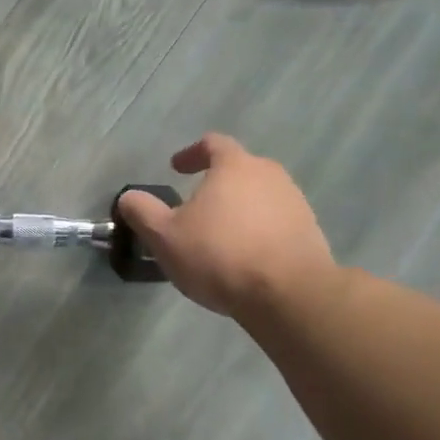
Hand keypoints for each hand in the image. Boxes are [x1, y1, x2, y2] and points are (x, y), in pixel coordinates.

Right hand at [116, 134, 338, 321]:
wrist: (289, 295)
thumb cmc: (219, 255)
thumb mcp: (165, 236)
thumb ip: (142, 211)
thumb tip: (129, 198)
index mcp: (235, 166)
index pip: (213, 144)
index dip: (191, 153)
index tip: (176, 168)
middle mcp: (270, 175)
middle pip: (239, 169)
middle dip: (216, 183)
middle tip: (195, 206)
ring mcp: (295, 203)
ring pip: (259, 196)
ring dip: (238, 209)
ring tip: (219, 235)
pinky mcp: (310, 232)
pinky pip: (276, 222)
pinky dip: (258, 230)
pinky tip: (245, 256)